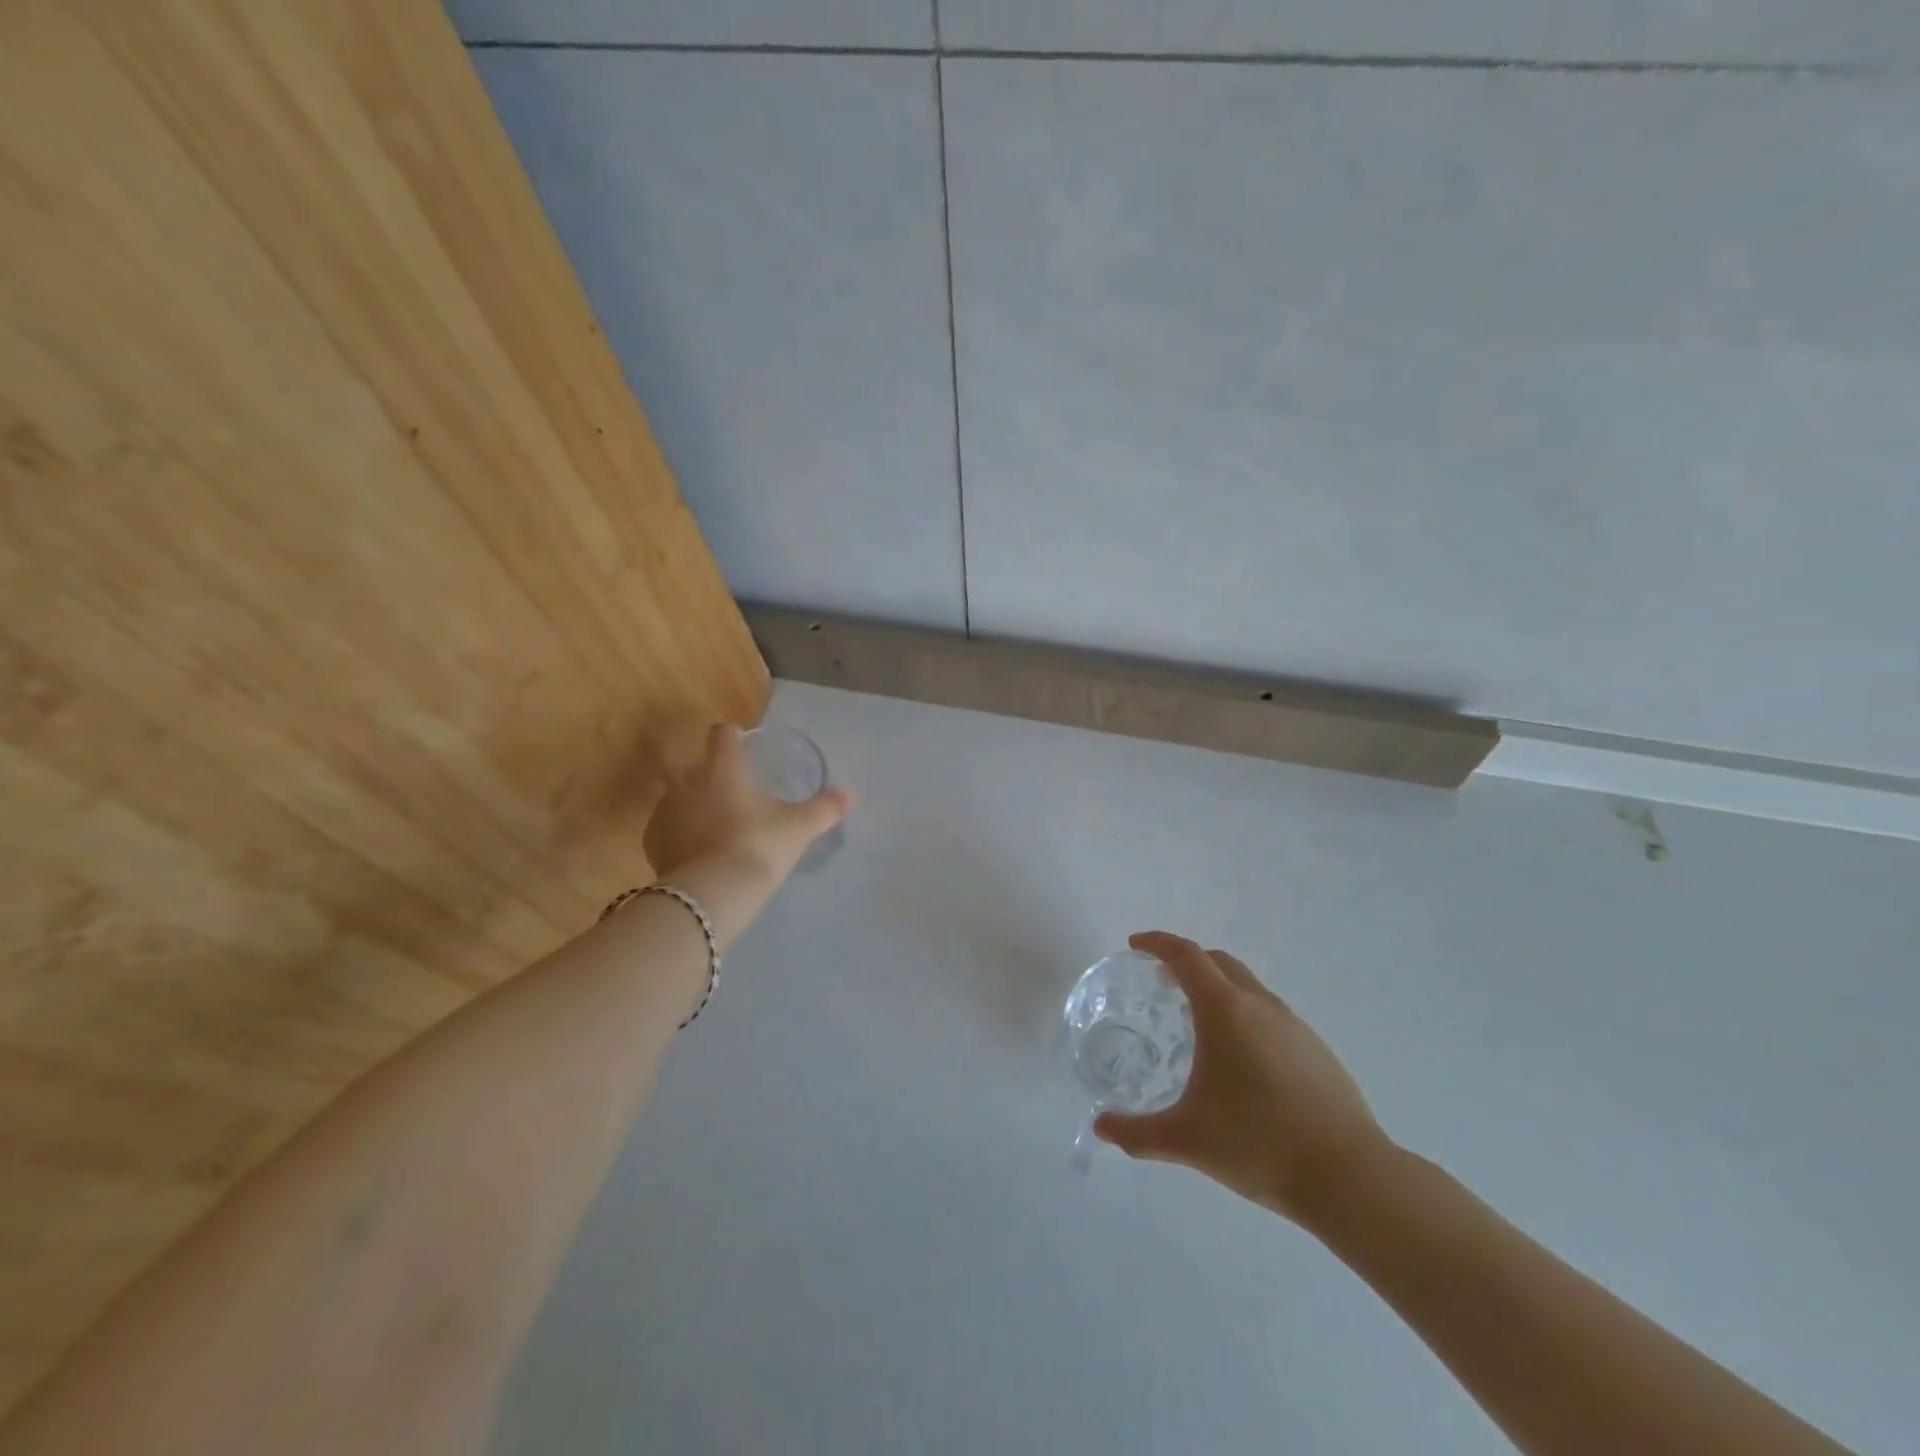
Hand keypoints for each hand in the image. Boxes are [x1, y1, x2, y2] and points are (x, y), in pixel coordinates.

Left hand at [643, 724, 851, 885]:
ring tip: (709, 823)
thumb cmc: (759, 846)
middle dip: (694, 765)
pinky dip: (677, 833)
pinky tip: (695, 851)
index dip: (732, 736)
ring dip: (685, 801)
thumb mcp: (799, 827)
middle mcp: (687, 781)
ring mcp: (664, 811)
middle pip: (679, 758)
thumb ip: (825, 808)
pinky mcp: (652, 842)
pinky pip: (664, 828)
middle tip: (719, 784)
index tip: (742, 747)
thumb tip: (851, 795)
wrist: (713, 893)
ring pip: (670, 794)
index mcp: (723, 768)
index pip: (722, 734)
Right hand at [1095, 931, 1391, 1226]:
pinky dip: (1245, 1016)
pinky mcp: (1318, 1050)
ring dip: (1219, 989)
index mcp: (1225, 1010)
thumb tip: (1101, 1126)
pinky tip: (1242, 1062)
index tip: (1135, 945)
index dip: (1157, 943)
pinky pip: (1271, 1015)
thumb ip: (1137, 1132)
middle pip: (1219, 962)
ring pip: (1248, 987)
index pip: (1186, 956)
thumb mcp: (1187, 1140)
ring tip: (1199, 1025)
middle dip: (1187, 963)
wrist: (1350, 1178)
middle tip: (1162, 983)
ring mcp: (1294, 1026)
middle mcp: (1260, 1005)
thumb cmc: (1258, 1144)